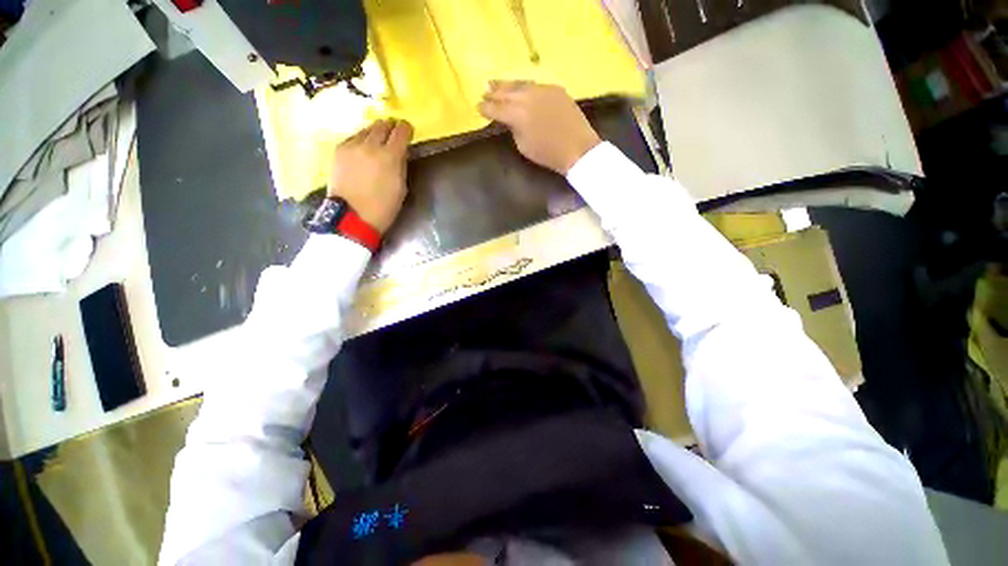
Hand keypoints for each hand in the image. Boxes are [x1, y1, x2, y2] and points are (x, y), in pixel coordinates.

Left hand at [328, 119, 413, 233]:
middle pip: (382, 125)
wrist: (352, 216)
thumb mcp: (401, 188)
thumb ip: (401, 165)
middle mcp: (370, 146)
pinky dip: (361, 140)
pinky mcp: (339, 150)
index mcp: (390, 157)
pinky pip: (353, 138)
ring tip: (377, 142)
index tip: (408, 130)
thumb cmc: (383, 207)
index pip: (401, 131)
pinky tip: (363, 151)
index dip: (406, 129)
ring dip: (375, 133)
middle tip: (393, 134)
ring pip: (366, 129)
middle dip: (390, 127)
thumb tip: (401, 152)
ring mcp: (352, 146)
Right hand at [478, 81, 600, 174]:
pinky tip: (520, 88)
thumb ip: (513, 128)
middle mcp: (527, 97)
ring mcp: (542, 90)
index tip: (478, 107)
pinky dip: (524, 87)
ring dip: (506, 85)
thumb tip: (509, 119)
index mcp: (516, 115)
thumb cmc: (548, 153)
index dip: (485, 108)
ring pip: (519, 84)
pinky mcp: (554, 88)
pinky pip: (534, 85)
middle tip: (484, 91)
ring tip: (496, 84)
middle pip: (505, 92)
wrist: (577, 148)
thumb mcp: (523, 146)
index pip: (495, 108)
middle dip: (493, 93)